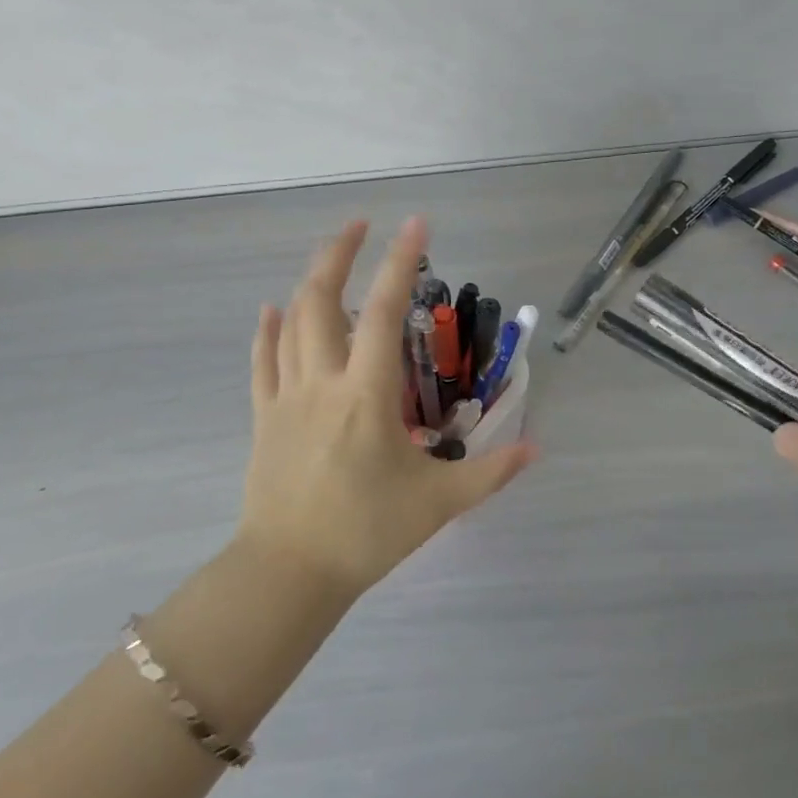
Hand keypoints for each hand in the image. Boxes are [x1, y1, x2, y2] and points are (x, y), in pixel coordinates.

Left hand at [238, 216, 534, 598]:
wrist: (288, 574)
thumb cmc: (366, 533)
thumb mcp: (438, 503)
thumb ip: (490, 472)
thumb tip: (536, 448)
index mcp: (366, 393)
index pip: (382, 311)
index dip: (399, 261)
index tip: (415, 223)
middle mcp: (323, 380)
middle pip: (322, 299)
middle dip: (339, 253)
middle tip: (360, 224)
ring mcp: (286, 396)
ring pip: (291, 323)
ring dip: (309, 282)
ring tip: (330, 258)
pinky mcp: (263, 416)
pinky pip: (261, 362)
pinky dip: (267, 330)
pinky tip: (271, 309)